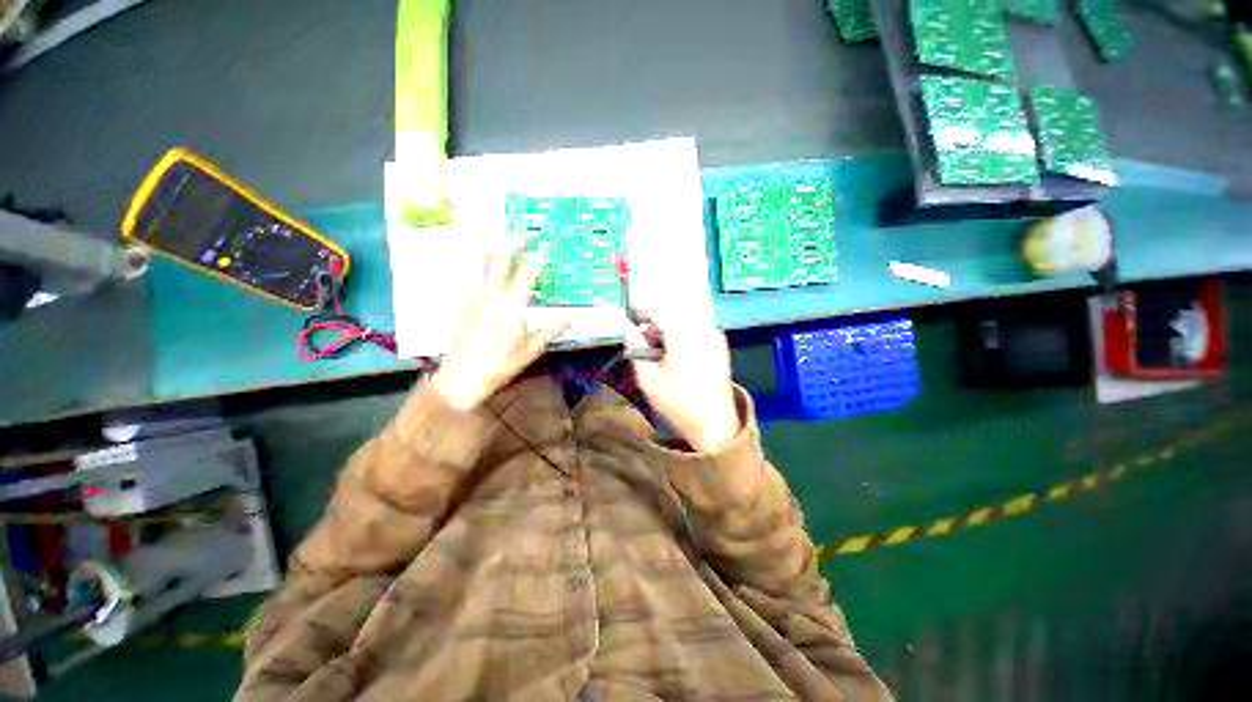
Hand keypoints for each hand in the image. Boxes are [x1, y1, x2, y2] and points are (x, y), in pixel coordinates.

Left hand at [432, 244, 568, 409]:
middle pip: (502, 263)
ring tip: (494, 238)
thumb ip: (550, 331)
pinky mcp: (462, 306)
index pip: (527, 275)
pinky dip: (478, 270)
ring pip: (483, 268)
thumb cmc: (502, 364)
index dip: (537, 260)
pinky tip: (480, 270)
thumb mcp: (531, 349)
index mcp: (513, 305)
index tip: (544, 249)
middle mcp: (492, 296)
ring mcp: (474, 299)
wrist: (463, 376)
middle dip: (512, 244)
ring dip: (491, 251)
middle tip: (520, 230)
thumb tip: (569, 320)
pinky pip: (472, 281)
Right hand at [627, 313, 739, 452]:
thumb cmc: (679, 405)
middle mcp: (702, 330)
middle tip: (646, 344)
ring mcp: (714, 336)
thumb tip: (629, 329)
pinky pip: (695, 329)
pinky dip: (682, 335)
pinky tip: (679, 357)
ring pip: (684, 321)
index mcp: (683, 338)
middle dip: (656, 323)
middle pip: (673, 313)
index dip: (643, 311)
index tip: (633, 321)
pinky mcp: (720, 344)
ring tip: (661, 353)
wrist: (716, 424)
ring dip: (669, 329)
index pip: (660, 310)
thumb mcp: (648, 381)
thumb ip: (636, 350)